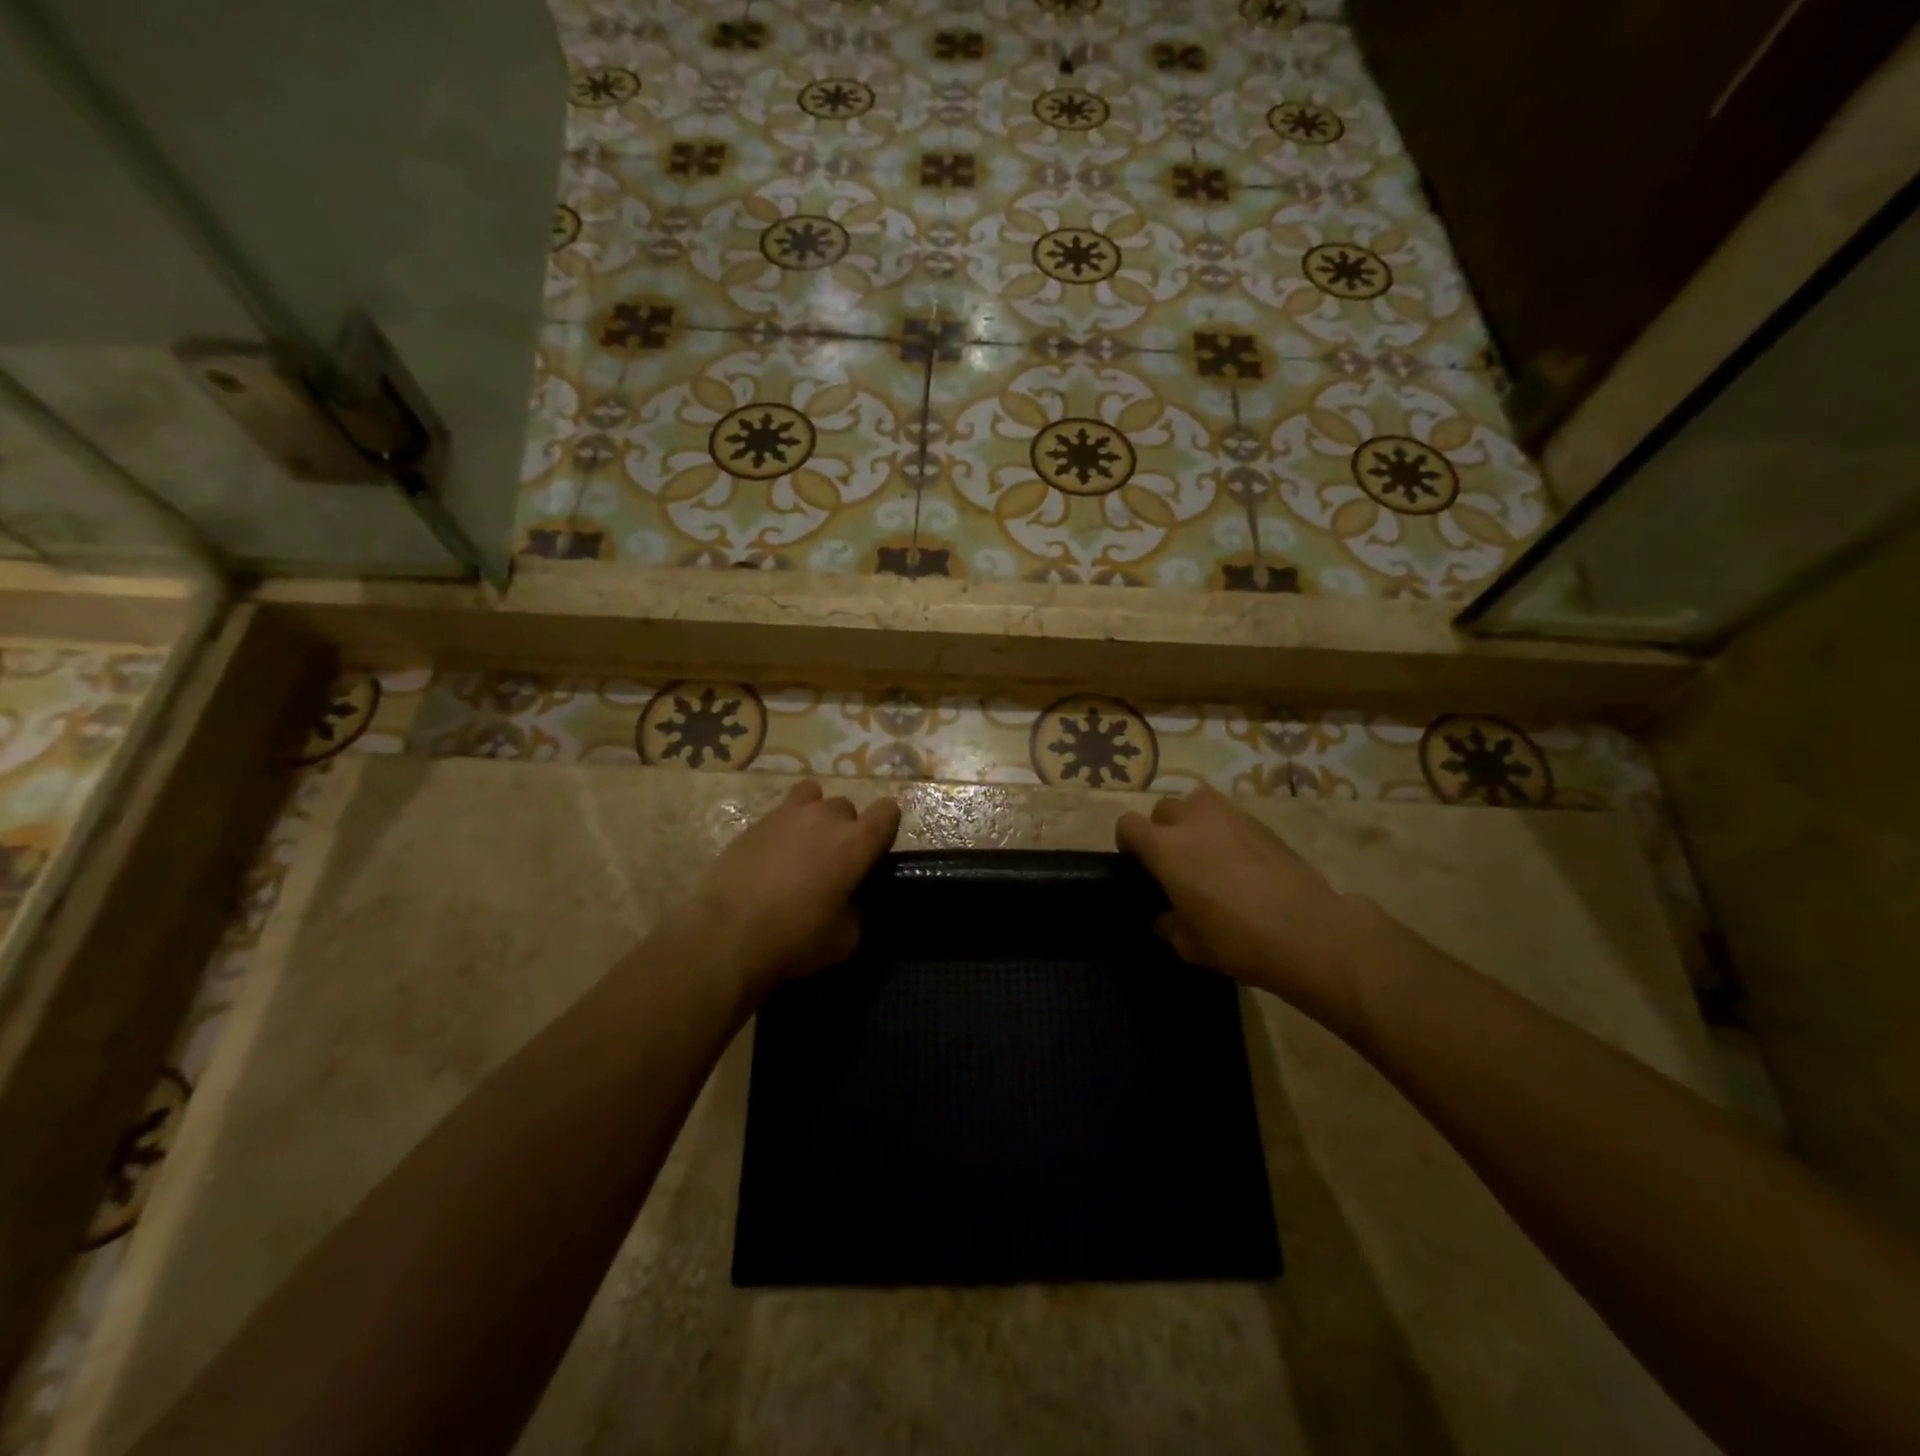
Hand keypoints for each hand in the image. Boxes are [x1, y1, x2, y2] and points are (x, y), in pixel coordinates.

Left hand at [673, 780, 899, 1003]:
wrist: (728, 934)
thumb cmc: (796, 937)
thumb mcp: (845, 939)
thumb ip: (857, 911)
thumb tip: (851, 903)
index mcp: (857, 841)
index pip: (888, 812)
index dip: (885, 828)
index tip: (875, 851)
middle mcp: (826, 817)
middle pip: (847, 807)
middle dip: (845, 829)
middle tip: (833, 861)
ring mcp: (787, 814)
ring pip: (812, 797)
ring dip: (813, 817)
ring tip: (802, 846)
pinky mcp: (755, 822)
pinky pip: (779, 814)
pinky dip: (782, 829)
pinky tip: (771, 857)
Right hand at [1116, 786, 1365, 1025]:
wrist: (1308, 931)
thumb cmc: (1237, 939)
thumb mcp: (1191, 945)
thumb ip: (1170, 925)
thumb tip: (1167, 917)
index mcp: (1165, 847)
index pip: (1128, 825)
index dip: (1128, 843)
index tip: (1138, 864)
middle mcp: (1192, 821)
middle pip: (1163, 809)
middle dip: (1162, 830)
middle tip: (1175, 861)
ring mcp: (1230, 816)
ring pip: (1197, 802)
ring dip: (1194, 820)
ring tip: (1206, 850)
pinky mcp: (1261, 822)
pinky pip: (1230, 816)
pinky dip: (1226, 830)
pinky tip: (1240, 861)